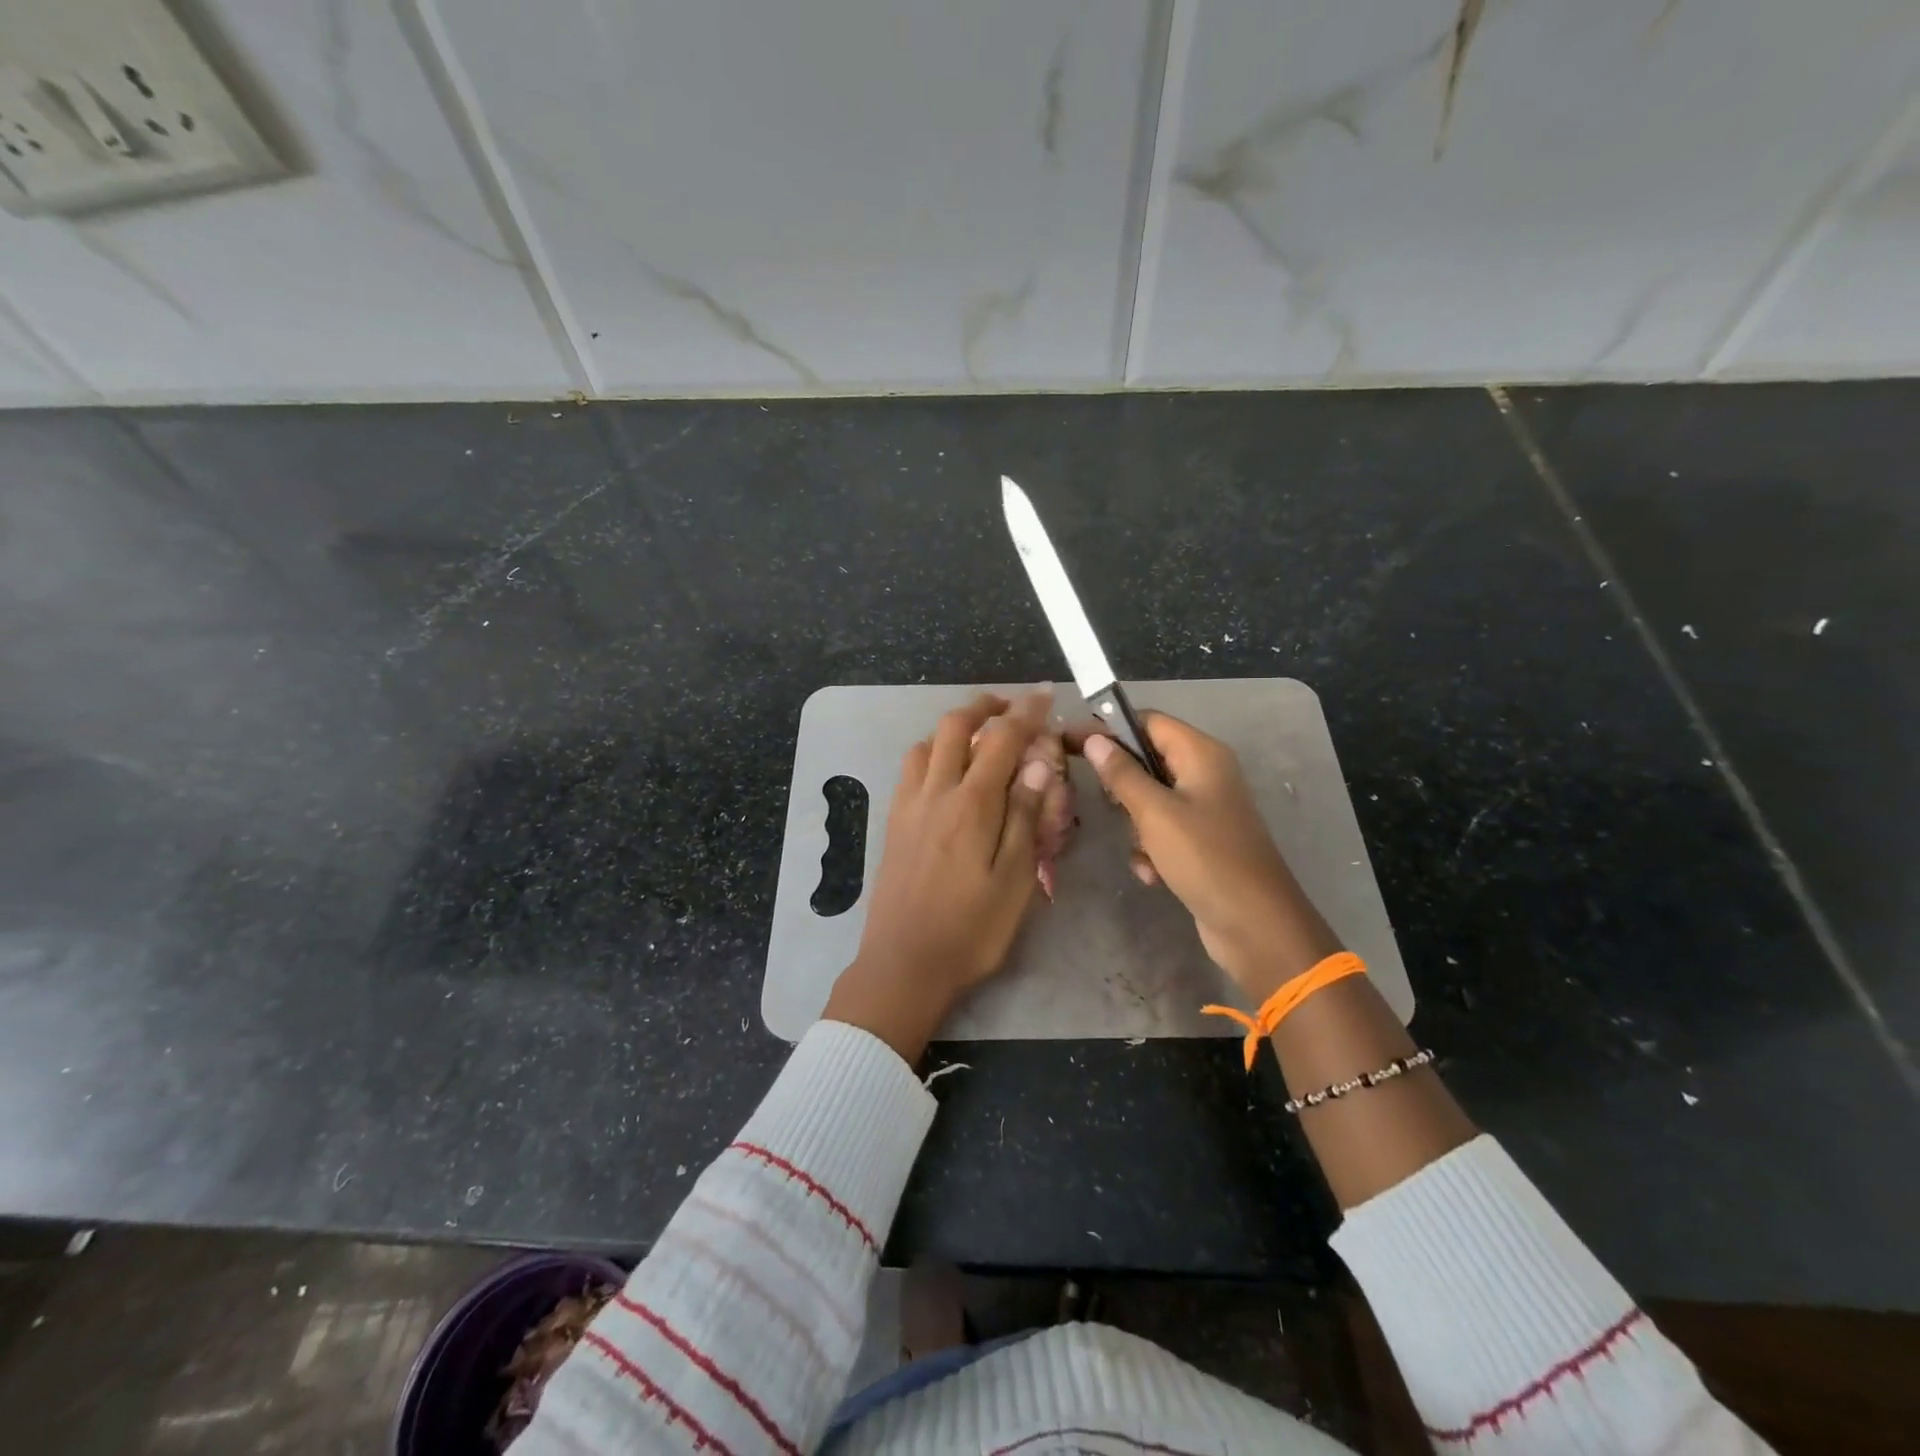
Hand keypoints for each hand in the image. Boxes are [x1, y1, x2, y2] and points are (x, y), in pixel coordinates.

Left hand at [824, 692, 1055, 1061]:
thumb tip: (1038, 762)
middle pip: (954, 725)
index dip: (1026, 712)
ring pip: (926, 743)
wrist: (903, 964)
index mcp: (971, 805)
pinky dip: (931, 751)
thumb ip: (1025, 816)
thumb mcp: (1015, 880)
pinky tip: (946, 773)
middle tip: (1011, 707)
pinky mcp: (893, 822)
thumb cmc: (970, 930)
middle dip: (985, 705)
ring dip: (954, 727)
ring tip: (979, 737)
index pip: (1002, 739)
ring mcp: (908, 805)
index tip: (1044, 694)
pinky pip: (910, 769)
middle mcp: (935, 793)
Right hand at [1072, 713, 1341, 999]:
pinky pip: (1162, 831)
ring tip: (1143, 850)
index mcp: (1201, 754)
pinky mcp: (1201, 841)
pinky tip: (1153, 874)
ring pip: (1149, 800)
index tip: (1069, 743)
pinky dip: (1151, 849)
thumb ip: (1122, 773)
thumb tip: (1095, 740)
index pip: (1146, 721)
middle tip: (1108, 806)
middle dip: (1123, 787)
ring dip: (1136, 826)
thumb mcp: (1155, 813)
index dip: (1108, 729)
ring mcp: (1205, 809)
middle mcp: (1205, 773)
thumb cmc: (1205, 858)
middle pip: (1147, 761)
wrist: (1255, 924)